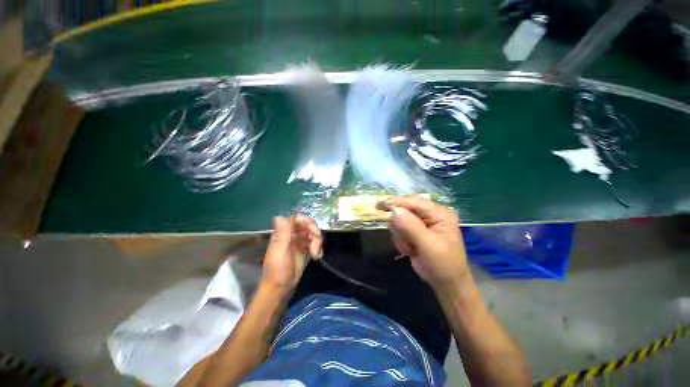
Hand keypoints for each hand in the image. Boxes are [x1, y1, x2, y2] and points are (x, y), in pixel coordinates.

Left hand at [262, 215, 322, 291]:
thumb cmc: (278, 270)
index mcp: (283, 234)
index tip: (311, 227)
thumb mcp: (279, 251)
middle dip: (314, 231)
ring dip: (317, 241)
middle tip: (316, 241)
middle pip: (307, 225)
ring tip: (315, 253)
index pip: (296, 219)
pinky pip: (315, 244)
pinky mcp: (306, 251)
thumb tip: (279, 216)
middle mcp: (292, 236)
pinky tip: (317, 256)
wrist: (281, 288)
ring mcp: (300, 243)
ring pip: (313, 234)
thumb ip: (282, 234)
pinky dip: (318, 248)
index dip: (305, 220)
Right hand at [386, 196, 470, 291]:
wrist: (445, 283)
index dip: (398, 202)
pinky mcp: (413, 231)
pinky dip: (401, 241)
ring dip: (401, 236)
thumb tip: (394, 210)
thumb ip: (411, 227)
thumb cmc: (443, 264)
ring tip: (412, 248)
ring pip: (398, 220)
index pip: (415, 202)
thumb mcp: (429, 246)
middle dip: (401, 226)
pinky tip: (410, 250)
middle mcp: (429, 215)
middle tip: (406, 241)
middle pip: (404, 209)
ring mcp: (420, 223)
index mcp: (439, 213)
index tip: (381, 205)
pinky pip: (397, 230)